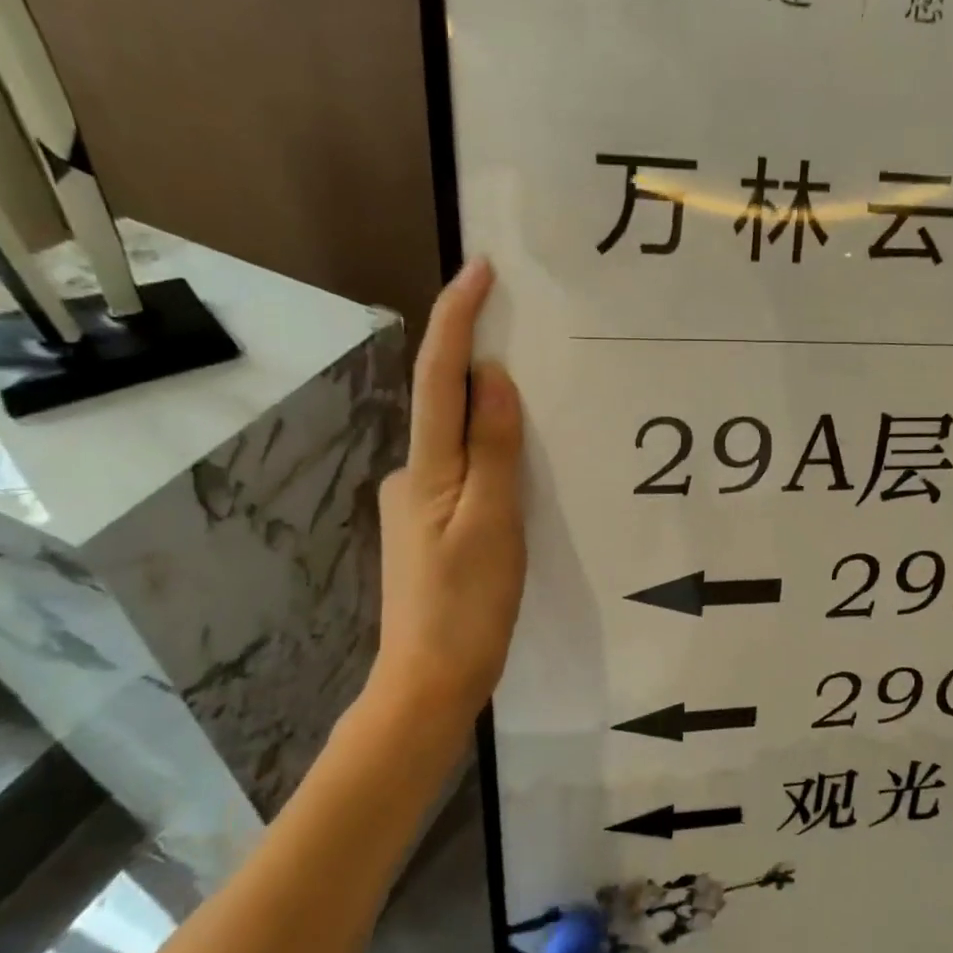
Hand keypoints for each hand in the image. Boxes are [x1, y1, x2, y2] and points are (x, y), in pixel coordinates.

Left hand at [366, 258, 524, 725]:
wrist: (430, 683)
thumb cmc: (467, 606)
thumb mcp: (493, 523)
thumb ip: (492, 448)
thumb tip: (490, 375)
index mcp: (425, 470)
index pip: (439, 378)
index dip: (457, 319)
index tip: (480, 269)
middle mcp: (412, 476)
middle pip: (445, 404)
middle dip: (480, 363)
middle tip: (531, 335)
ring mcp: (417, 505)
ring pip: (459, 443)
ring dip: (490, 416)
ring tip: (541, 407)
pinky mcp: (432, 530)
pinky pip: (465, 474)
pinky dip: (492, 458)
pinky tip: (522, 474)